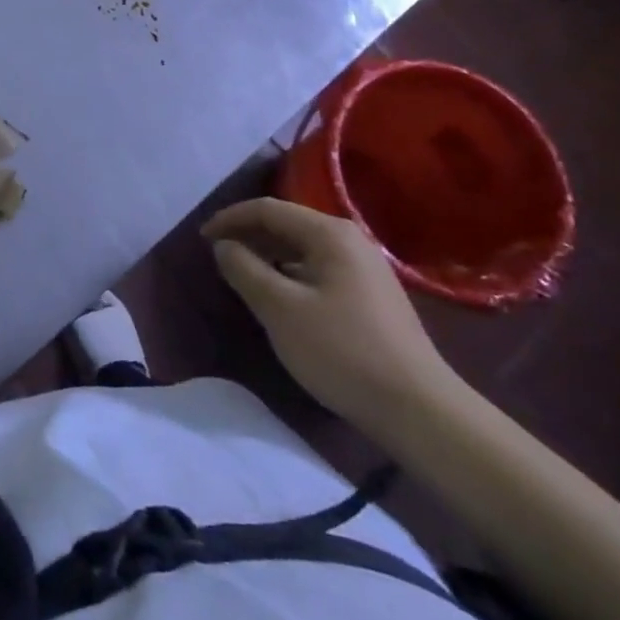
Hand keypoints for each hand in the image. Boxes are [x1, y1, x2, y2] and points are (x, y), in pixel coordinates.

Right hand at [203, 198, 460, 438]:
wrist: (419, 409)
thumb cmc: (341, 351)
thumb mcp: (280, 309)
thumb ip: (245, 269)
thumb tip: (224, 246)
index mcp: (329, 233)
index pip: (267, 209)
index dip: (229, 219)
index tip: (201, 239)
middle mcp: (349, 240)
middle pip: (286, 224)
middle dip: (248, 235)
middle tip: (217, 256)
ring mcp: (365, 267)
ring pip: (302, 248)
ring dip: (268, 255)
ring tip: (240, 274)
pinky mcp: (371, 295)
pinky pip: (318, 268)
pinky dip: (289, 273)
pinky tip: (278, 296)